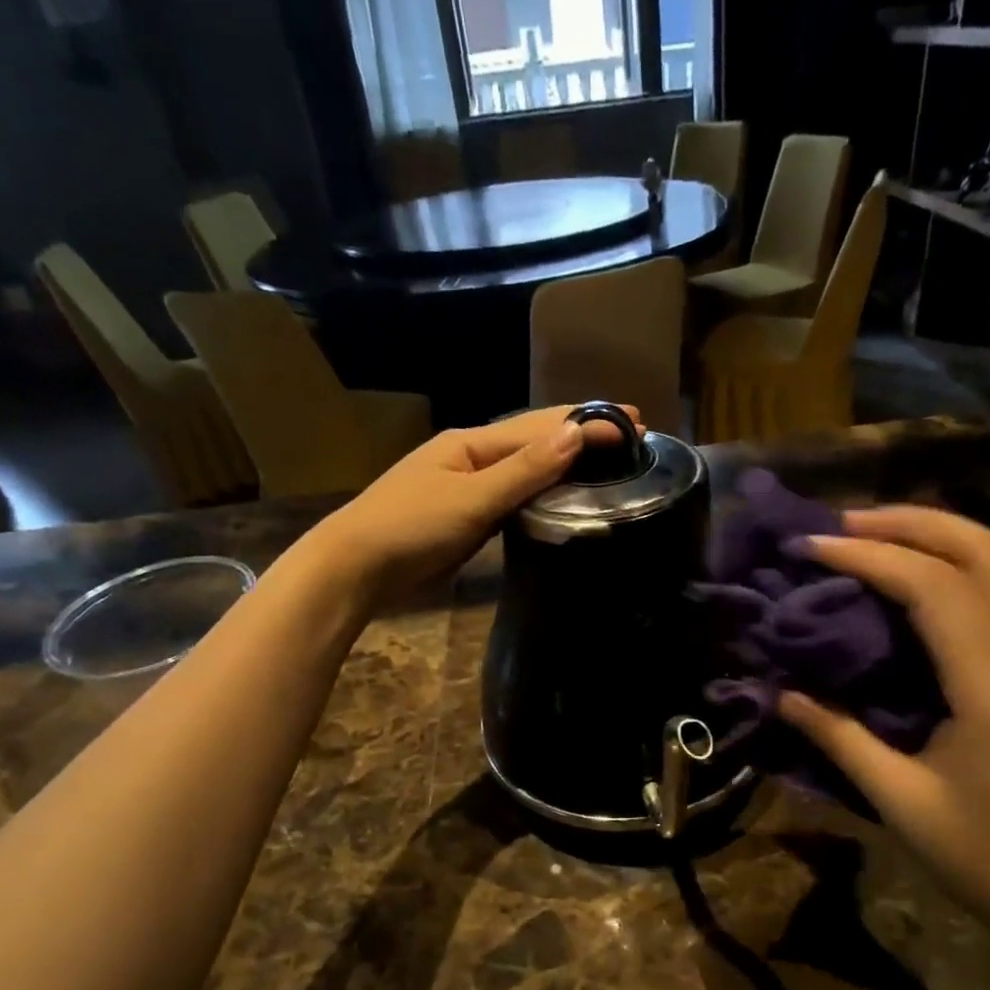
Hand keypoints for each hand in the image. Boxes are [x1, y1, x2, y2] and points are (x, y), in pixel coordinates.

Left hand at [294, 405, 642, 604]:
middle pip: (534, 438)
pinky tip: (560, 495)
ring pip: (525, 467)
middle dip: (580, 432)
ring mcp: (466, 486)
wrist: (355, 568)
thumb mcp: (472, 497)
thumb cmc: (411, 527)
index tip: (633, 422)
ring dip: (564, 460)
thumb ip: (524, 470)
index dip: (587, 422)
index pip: (540, 427)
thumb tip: (575, 434)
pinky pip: (513, 495)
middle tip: (629, 430)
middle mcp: (472, 457)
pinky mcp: (465, 516)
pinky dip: (542, 490)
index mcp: (472, 443)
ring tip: (605, 459)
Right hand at [776, 506, 989, 957]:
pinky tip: (905, 586)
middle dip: (909, 522)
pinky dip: (949, 569)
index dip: (867, 556)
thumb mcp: (902, 802)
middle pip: (982, 548)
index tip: (809, 547)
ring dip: (932, 537)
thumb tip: (784, 694)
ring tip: (866, 540)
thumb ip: (839, 739)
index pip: (932, 587)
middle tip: (840, 525)